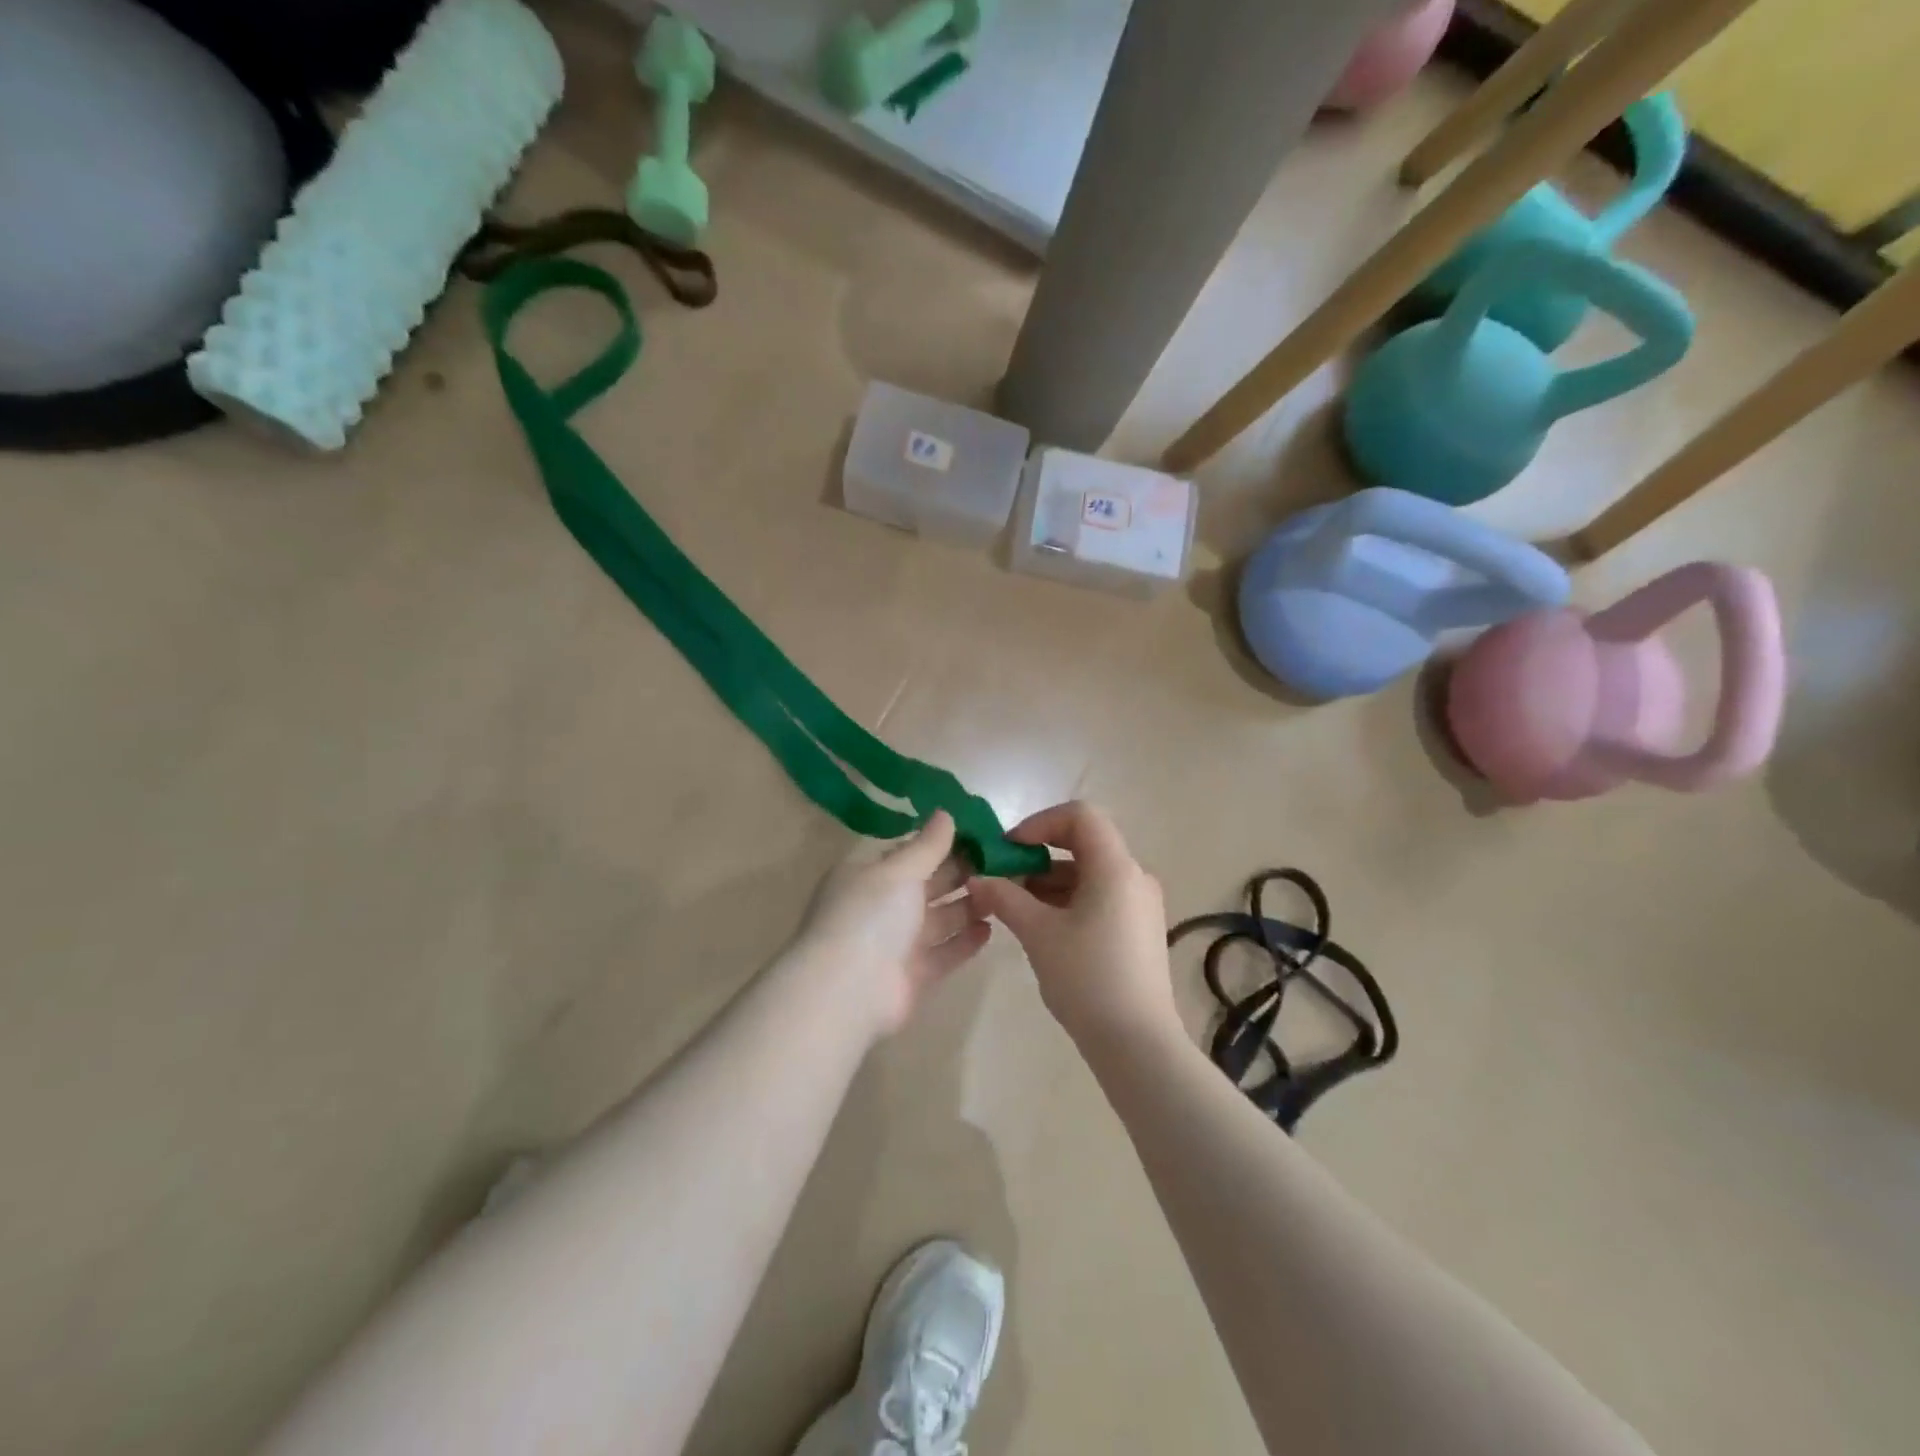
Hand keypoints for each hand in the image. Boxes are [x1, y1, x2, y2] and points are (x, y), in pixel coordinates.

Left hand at [793, 811, 992, 1037]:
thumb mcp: (899, 871)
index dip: (940, 842)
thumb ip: (927, 845)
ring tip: (1002, 891)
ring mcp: (897, 943)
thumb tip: (946, 813)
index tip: (978, 833)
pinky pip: (945, 953)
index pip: (907, 852)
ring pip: (939, 918)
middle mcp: (882, 906)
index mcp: (869, 875)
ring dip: (968, 905)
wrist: (847, 991)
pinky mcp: (914, 975)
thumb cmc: (869, 916)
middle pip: (927, 884)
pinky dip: (965, 941)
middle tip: (1000, 861)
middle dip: (960, 872)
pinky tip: (990, 929)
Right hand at [966, 802, 1176, 1052]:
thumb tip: (977, 879)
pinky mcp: (1138, 929)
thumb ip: (1005, 898)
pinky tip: (1041, 926)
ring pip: (1089, 873)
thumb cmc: (1087, 979)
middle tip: (1003, 878)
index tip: (1009, 849)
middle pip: (1084, 843)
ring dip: (1049, 880)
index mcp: (1116, 868)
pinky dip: (1068, 900)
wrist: (1138, 1044)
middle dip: (1038, 854)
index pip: (1080, 815)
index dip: (1040, 823)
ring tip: (1014, 906)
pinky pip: (1099, 897)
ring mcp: (1139, 904)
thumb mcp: (1038, 934)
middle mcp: (1134, 877)